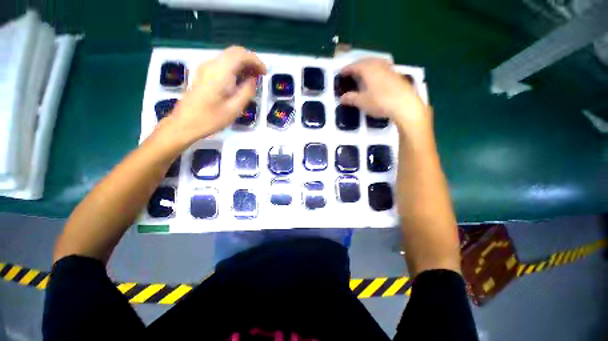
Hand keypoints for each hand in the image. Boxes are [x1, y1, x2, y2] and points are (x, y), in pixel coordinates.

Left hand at [164, 46, 266, 144]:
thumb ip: (246, 91)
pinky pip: (222, 65)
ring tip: (253, 80)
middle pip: (234, 53)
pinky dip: (234, 69)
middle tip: (260, 76)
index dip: (256, 61)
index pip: (241, 55)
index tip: (265, 73)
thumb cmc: (211, 119)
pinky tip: (239, 82)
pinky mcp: (203, 74)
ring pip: (228, 58)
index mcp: (220, 72)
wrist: (185, 123)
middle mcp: (212, 64)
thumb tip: (253, 80)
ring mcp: (205, 68)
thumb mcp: (234, 108)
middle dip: (250, 61)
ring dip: (242, 65)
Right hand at [339, 58, 429, 130]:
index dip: (346, 69)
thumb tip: (342, 98)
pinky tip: (375, 79)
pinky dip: (375, 71)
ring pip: (375, 63)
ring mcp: (389, 69)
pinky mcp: (396, 75)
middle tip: (351, 72)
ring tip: (362, 74)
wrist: (405, 104)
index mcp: (368, 69)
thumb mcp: (362, 102)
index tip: (340, 73)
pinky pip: (382, 68)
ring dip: (367, 66)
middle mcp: (379, 65)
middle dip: (357, 65)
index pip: (354, 66)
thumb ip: (350, 98)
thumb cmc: (380, 102)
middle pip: (365, 61)